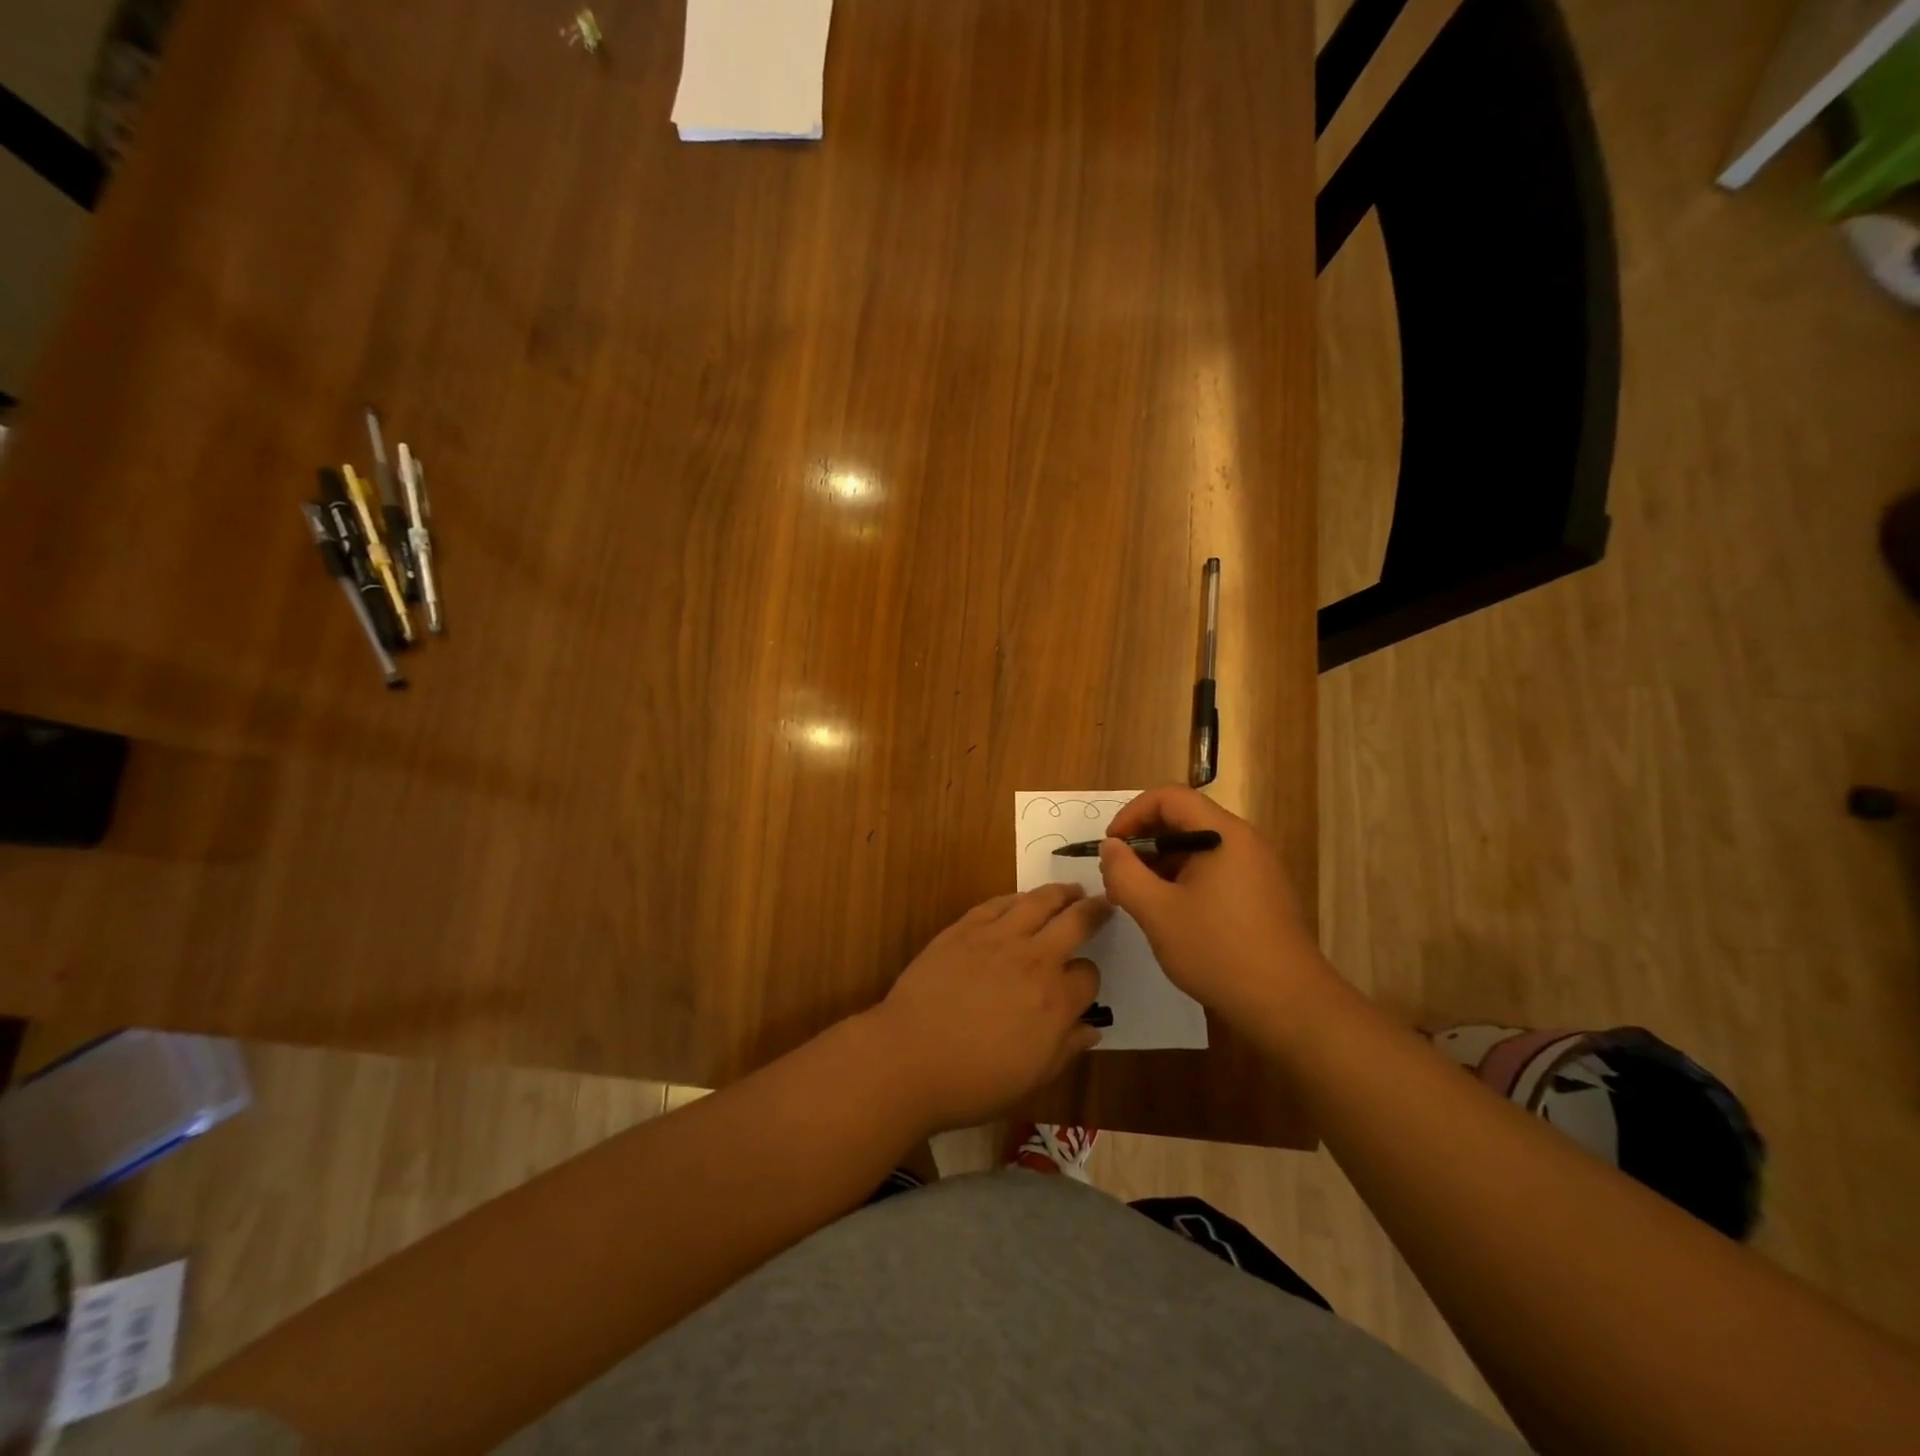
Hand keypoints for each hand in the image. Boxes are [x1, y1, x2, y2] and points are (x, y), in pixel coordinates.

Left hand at [869, 884, 1109, 1133]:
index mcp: (1056, 1001)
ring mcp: (998, 938)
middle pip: (1075, 922)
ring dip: (1060, 893)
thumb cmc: (973, 1081)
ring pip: (1039, 901)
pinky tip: (1021, 899)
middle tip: (1103, 903)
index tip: (1080, 985)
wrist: (909, 1057)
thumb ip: (1066, 1049)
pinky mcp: (965, 928)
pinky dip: (1016, 898)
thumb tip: (1092, 1029)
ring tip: (1070, 890)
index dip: (1088, 980)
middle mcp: (1034, 959)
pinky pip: (998, 903)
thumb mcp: (1031, 1078)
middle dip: (1094, 911)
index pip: (1089, 975)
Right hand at [1096, 786, 1328, 1025]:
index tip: (1112, 847)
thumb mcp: (1157, 912)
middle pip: (1184, 818)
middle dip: (1144, 841)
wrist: (1289, 1005)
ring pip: (1197, 847)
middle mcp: (1244, 841)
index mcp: (1223, 834)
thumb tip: (1111, 847)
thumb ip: (1125, 873)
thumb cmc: (1218, 951)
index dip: (1132, 814)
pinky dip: (1183, 879)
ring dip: (1161, 863)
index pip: (1169, 797)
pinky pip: (1214, 869)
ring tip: (1138, 899)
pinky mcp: (1260, 893)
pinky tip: (1169, 914)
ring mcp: (1256, 868)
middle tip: (1119, 876)